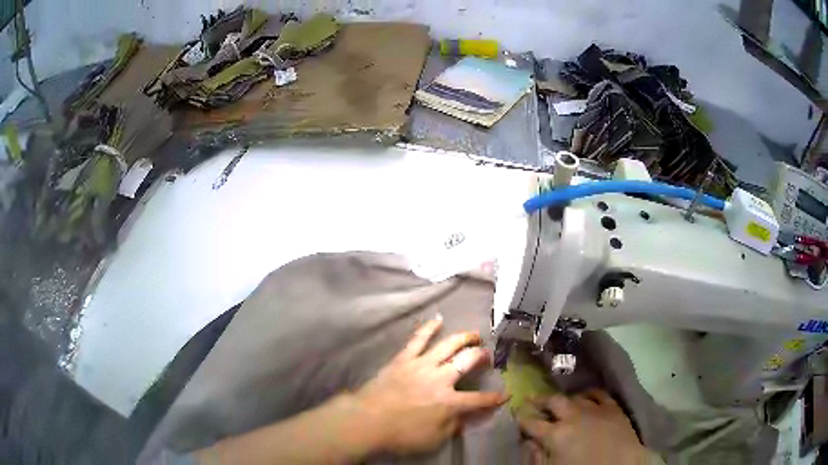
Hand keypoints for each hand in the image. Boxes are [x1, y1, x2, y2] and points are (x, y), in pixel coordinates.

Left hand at [352, 316, 507, 454]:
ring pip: (448, 345)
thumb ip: (453, 426)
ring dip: (464, 338)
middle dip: (482, 357)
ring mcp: (421, 365)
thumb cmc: (401, 434)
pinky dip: (428, 328)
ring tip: (474, 335)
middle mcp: (440, 379)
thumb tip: (466, 416)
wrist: (367, 421)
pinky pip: (418, 339)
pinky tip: (438, 319)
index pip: (479, 399)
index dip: (495, 398)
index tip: (505, 394)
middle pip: (467, 362)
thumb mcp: (434, 439)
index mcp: (449, 402)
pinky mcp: (403, 359)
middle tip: (487, 356)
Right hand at [518, 390, 647, 464]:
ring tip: (559, 401)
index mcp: (555, 435)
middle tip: (530, 398)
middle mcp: (573, 417)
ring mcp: (595, 409)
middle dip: (539, 400)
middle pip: (553, 401)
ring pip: (575, 396)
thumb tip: (528, 441)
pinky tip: (585, 397)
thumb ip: (537, 456)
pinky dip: (589, 394)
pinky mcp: (613, 407)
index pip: (532, 422)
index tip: (516, 413)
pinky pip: (599, 393)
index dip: (522, 417)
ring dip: (564, 398)